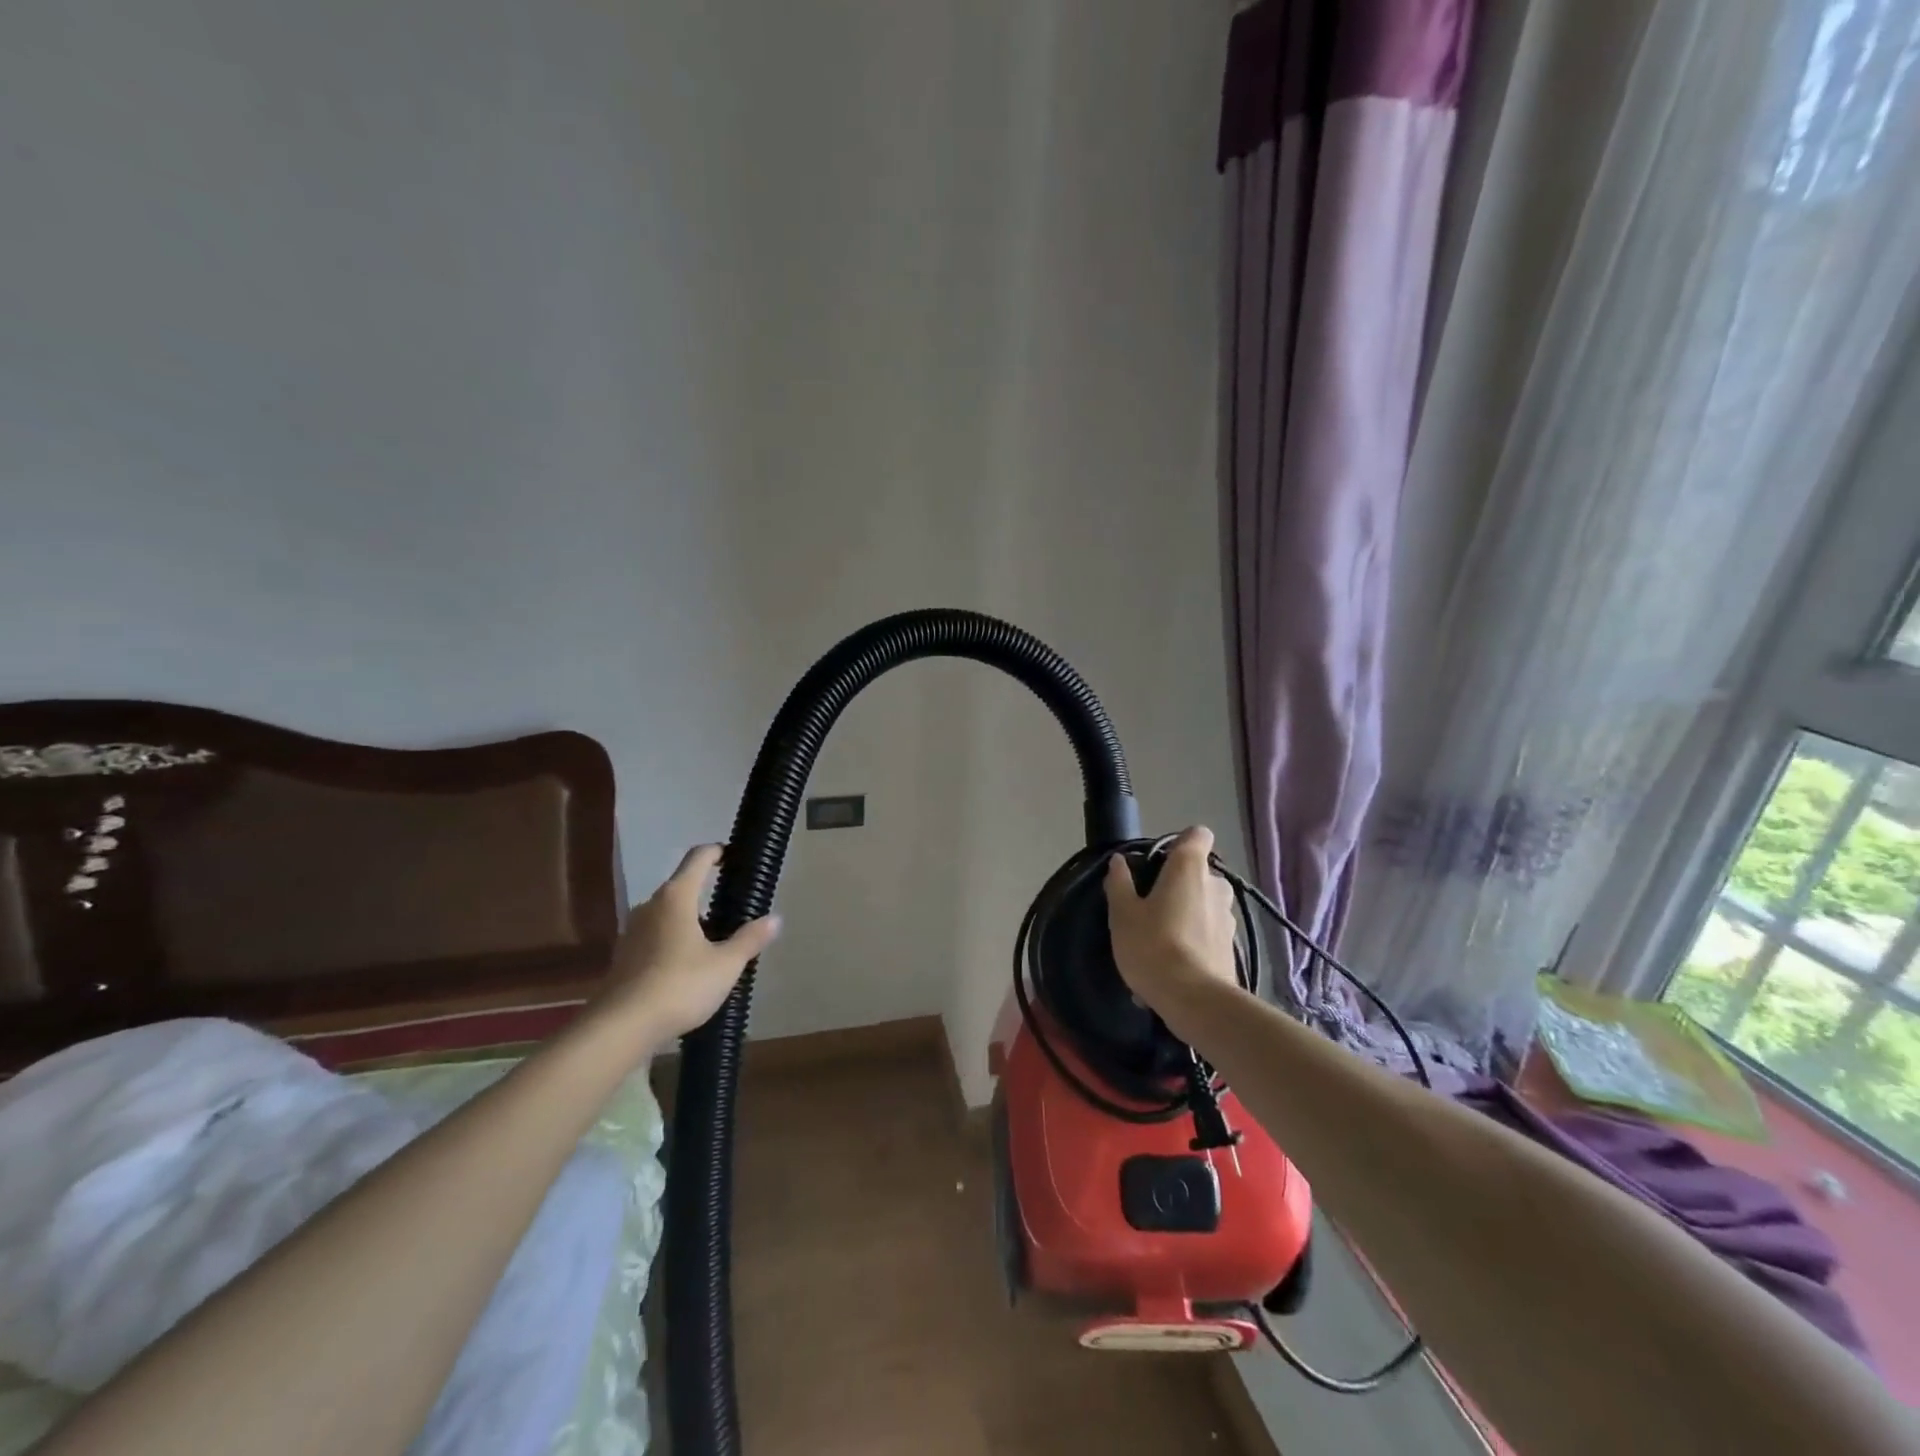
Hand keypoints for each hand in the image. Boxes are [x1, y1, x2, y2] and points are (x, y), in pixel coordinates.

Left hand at [590, 844, 778, 1048]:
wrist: (621, 1027)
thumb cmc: (679, 986)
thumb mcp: (725, 965)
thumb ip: (750, 939)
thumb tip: (775, 919)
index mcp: (676, 897)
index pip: (697, 858)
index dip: (717, 852)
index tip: (732, 855)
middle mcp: (650, 906)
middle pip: (681, 886)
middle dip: (705, 891)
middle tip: (732, 908)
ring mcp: (632, 931)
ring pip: (667, 913)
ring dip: (689, 919)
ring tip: (714, 939)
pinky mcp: (624, 957)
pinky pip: (655, 936)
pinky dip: (673, 941)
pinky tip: (688, 966)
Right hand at [1104, 826, 1240, 1023]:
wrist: (1195, 1001)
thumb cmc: (1153, 946)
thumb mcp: (1123, 914)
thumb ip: (1120, 883)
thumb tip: (1119, 861)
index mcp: (1189, 868)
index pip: (1198, 835)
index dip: (1180, 842)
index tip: (1158, 861)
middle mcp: (1216, 886)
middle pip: (1198, 872)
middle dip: (1178, 884)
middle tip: (1150, 905)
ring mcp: (1228, 918)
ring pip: (1204, 903)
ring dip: (1186, 913)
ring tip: (1159, 939)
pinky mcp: (1232, 947)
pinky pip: (1207, 932)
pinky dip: (1192, 940)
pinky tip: (1171, 964)